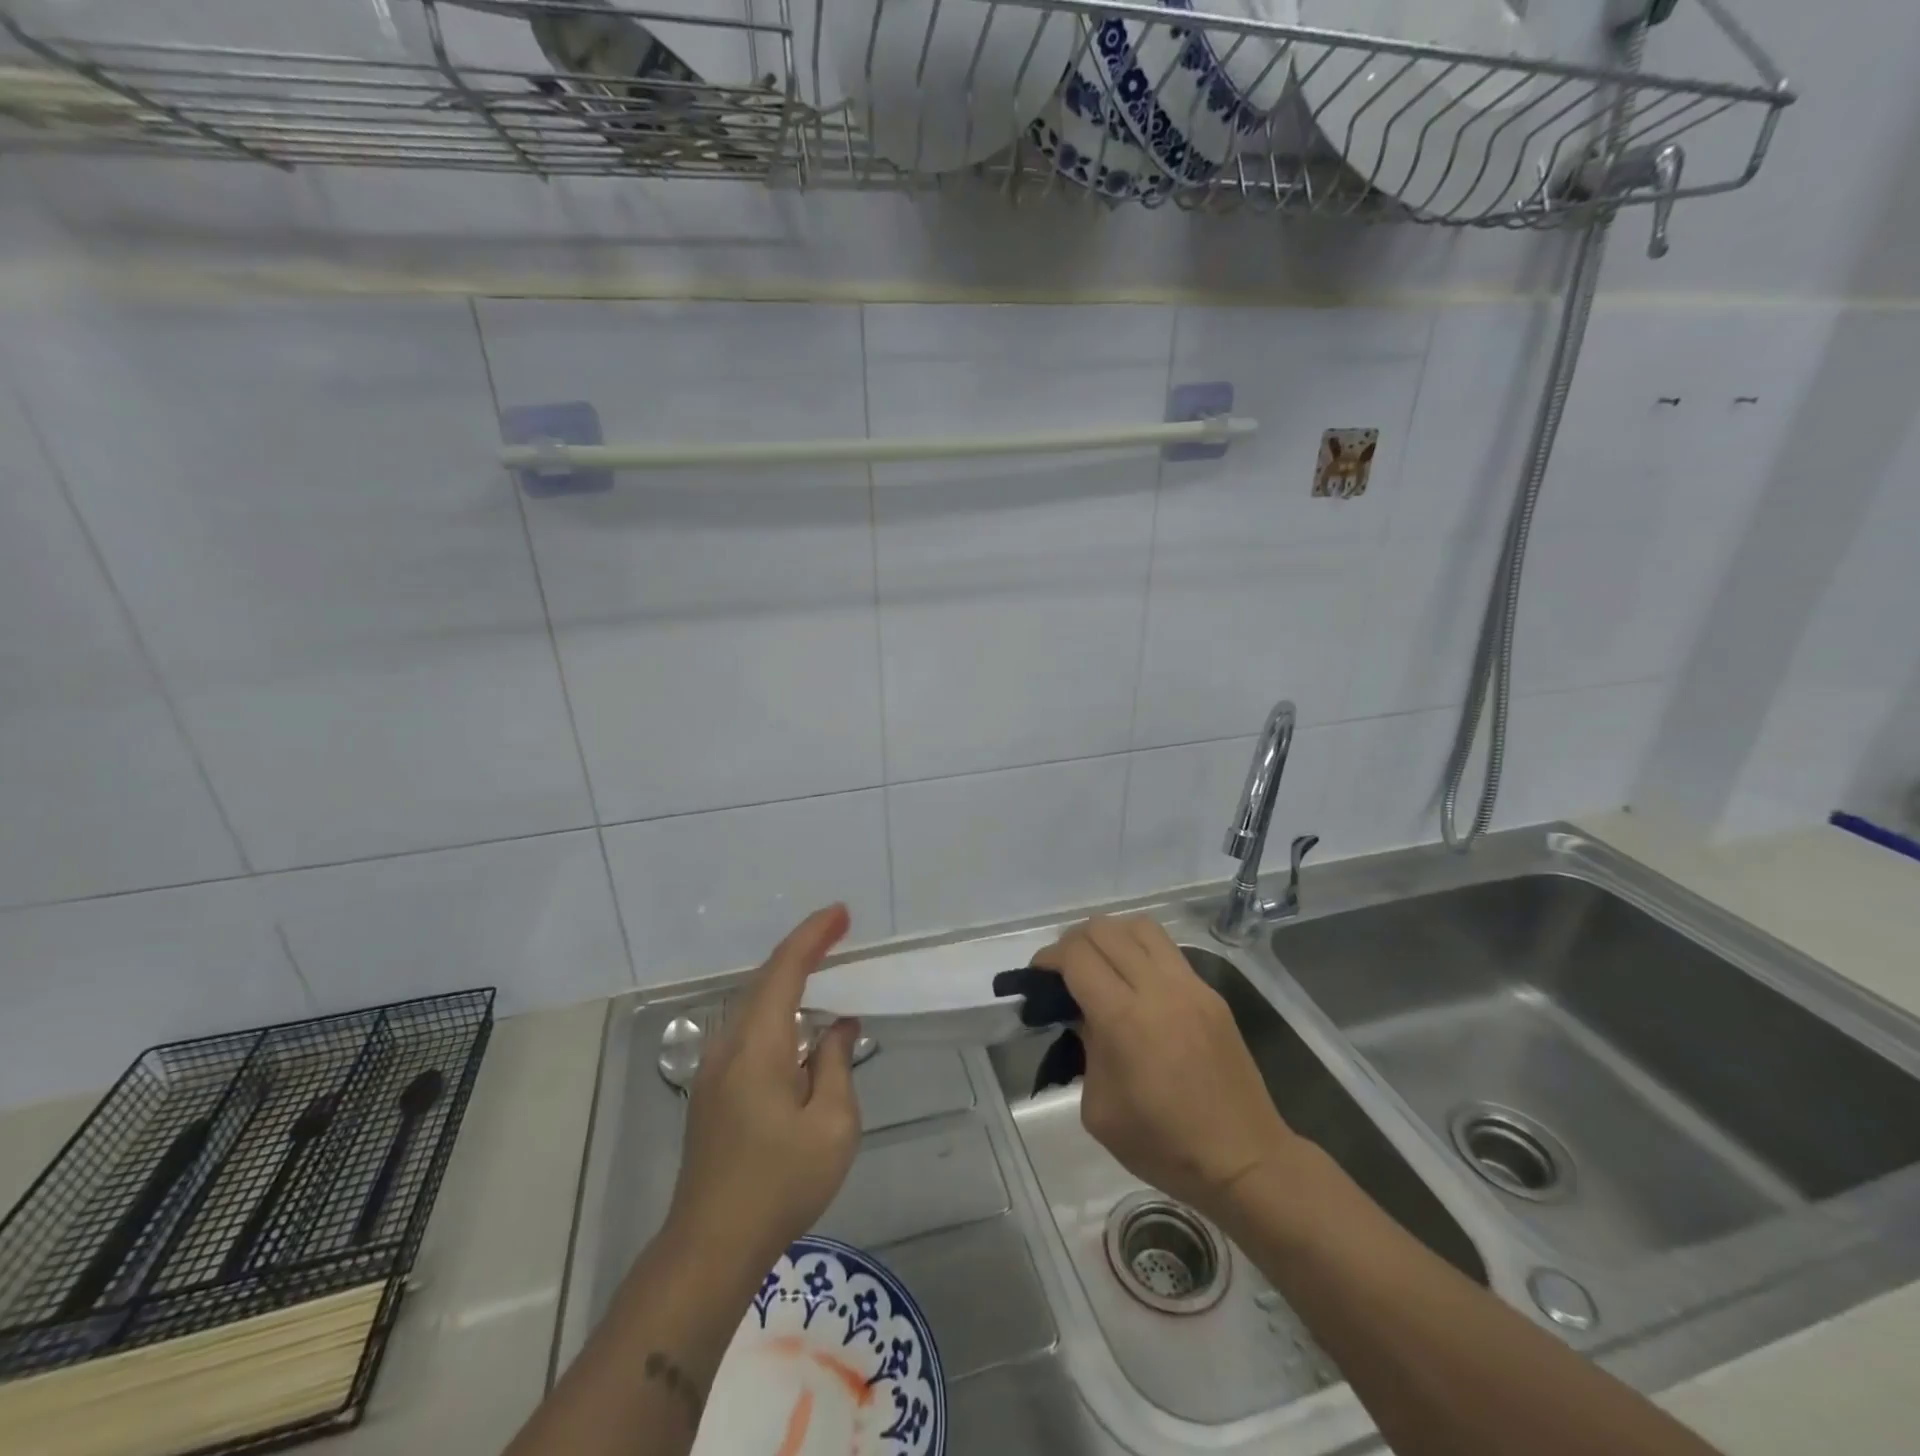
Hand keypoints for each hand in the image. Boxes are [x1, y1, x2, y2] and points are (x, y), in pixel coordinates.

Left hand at [668, 905, 862, 1273]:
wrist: (710, 1246)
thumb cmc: (779, 1184)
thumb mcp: (832, 1125)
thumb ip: (836, 1065)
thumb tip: (837, 1027)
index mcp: (757, 1046)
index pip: (785, 970)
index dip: (813, 936)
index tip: (841, 913)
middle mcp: (729, 1046)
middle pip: (765, 980)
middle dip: (802, 949)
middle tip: (838, 931)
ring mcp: (715, 1069)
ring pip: (753, 1004)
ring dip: (787, 979)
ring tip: (823, 966)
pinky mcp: (712, 1091)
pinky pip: (748, 1030)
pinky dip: (776, 1009)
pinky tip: (797, 1024)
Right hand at [1033, 916, 1299, 1221]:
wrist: (1244, 1160)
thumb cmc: (1163, 1145)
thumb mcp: (1099, 1109)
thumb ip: (1084, 1048)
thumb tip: (1082, 1014)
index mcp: (1124, 1020)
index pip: (1077, 956)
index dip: (1049, 957)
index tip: (1039, 975)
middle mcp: (1157, 989)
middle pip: (1104, 929)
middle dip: (1074, 942)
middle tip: (1064, 971)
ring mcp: (1190, 985)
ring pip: (1140, 926)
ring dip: (1110, 935)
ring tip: (1101, 964)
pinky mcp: (1210, 992)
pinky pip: (1167, 949)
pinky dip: (1140, 950)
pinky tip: (1136, 983)